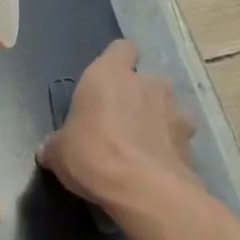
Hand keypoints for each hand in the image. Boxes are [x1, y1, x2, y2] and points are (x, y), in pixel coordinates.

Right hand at [39, 40, 197, 216]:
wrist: (143, 190)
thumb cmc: (92, 155)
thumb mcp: (59, 152)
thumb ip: (56, 144)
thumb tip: (48, 149)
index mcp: (108, 74)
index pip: (121, 49)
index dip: (117, 62)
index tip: (107, 82)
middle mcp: (145, 82)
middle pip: (144, 79)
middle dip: (136, 97)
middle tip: (119, 123)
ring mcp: (174, 108)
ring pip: (165, 106)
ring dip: (156, 119)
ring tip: (141, 146)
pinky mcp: (191, 138)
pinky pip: (179, 134)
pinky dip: (170, 145)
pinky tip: (158, 164)